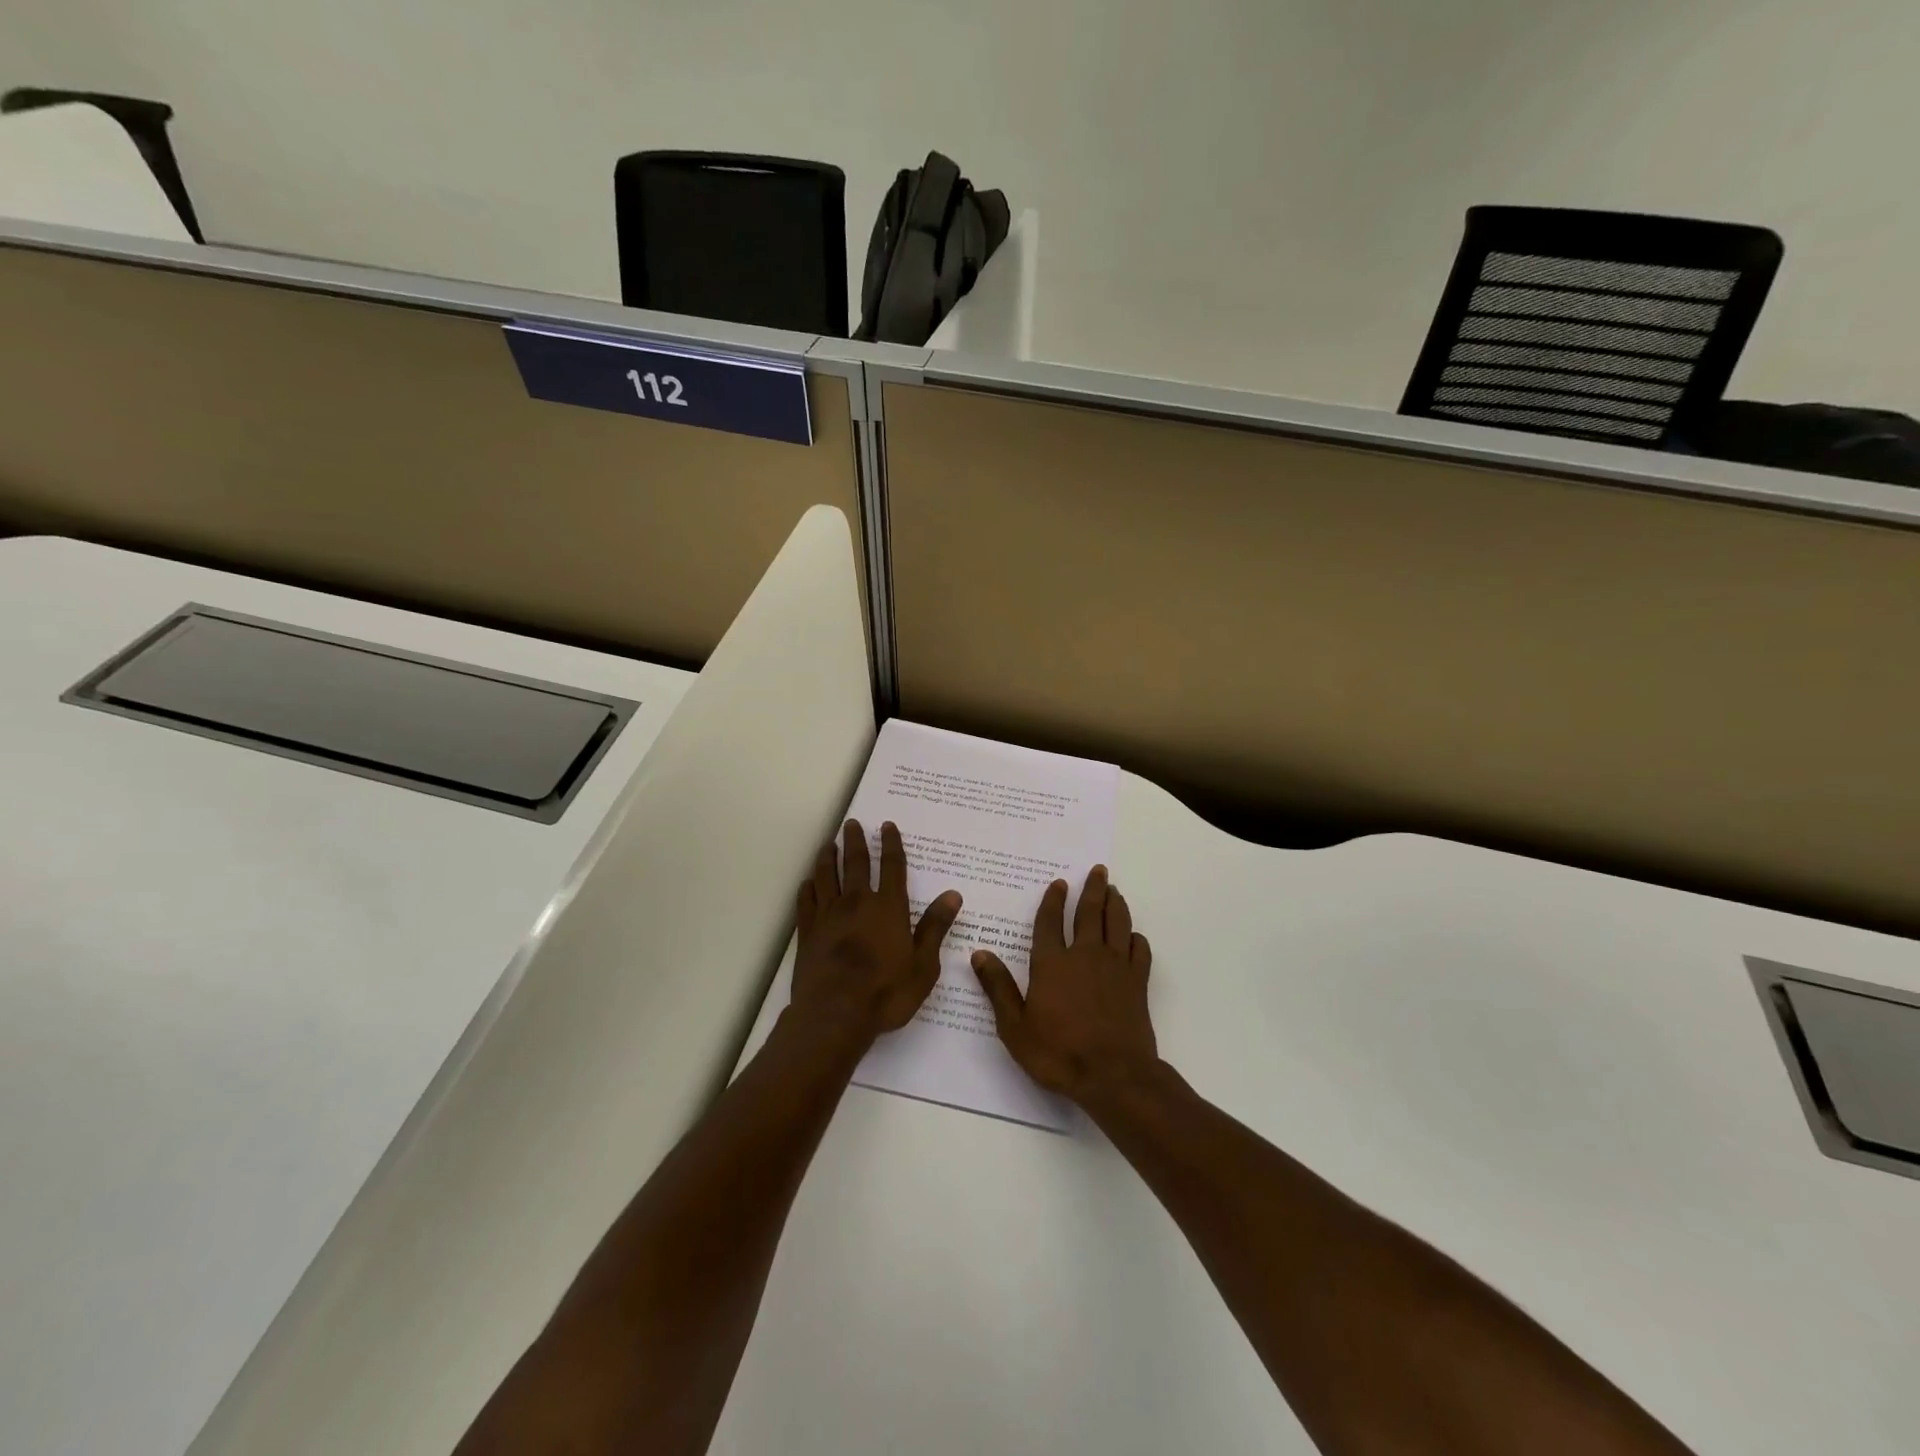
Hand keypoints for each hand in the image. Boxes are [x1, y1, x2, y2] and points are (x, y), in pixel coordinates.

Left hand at [791, 819, 962, 1046]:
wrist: (835, 1014)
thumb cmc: (886, 992)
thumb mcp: (923, 964)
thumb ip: (935, 927)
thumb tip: (953, 894)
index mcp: (888, 907)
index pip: (892, 867)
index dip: (891, 844)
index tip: (887, 826)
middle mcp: (857, 902)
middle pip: (855, 863)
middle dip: (855, 841)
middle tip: (852, 823)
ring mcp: (828, 916)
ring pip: (826, 876)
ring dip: (827, 857)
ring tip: (828, 844)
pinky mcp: (808, 932)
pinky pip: (806, 901)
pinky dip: (808, 887)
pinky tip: (808, 882)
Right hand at [970, 865, 1157, 1107]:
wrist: (1113, 1076)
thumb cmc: (1058, 1053)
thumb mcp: (1015, 1026)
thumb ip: (998, 987)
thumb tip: (978, 954)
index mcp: (1052, 963)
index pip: (1051, 922)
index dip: (1054, 900)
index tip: (1059, 883)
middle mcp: (1085, 955)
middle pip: (1090, 913)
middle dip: (1093, 889)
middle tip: (1098, 870)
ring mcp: (1115, 967)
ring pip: (1117, 924)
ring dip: (1115, 904)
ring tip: (1114, 890)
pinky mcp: (1137, 983)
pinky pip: (1139, 951)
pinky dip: (1135, 938)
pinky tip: (1133, 935)